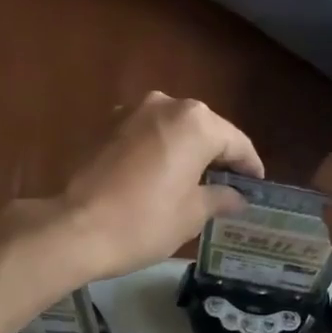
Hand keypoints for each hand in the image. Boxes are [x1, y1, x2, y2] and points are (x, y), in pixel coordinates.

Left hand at [27, 92, 262, 282]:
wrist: (75, 228)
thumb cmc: (144, 221)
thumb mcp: (192, 214)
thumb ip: (220, 198)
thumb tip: (237, 197)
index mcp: (196, 122)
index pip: (236, 142)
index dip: (250, 167)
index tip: (256, 187)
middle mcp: (166, 104)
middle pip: (205, 129)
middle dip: (218, 156)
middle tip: (228, 186)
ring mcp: (131, 110)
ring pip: (173, 128)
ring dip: (187, 151)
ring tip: (195, 181)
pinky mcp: (106, 125)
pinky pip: (146, 134)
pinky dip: (159, 150)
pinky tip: (160, 175)